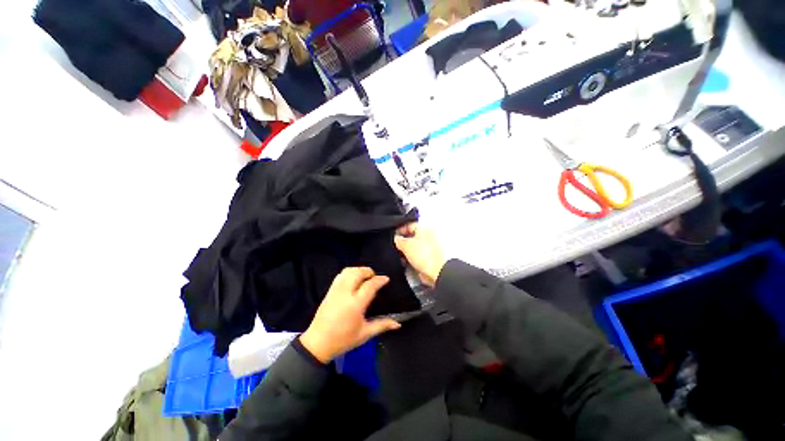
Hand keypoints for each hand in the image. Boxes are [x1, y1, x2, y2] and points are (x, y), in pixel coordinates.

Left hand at [300, 267, 400, 362]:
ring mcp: (335, 291)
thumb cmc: (343, 340)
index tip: (386, 279)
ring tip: (364, 277)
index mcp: (355, 305)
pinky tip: (353, 280)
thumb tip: (398, 324)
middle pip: (358, 273)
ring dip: (358, 270)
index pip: (370, 285)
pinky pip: (340, 275)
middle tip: (374, 277)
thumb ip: (382, 325)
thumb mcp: (365, 334)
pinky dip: (349, 273)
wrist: (318, 344)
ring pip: (347, 271)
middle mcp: (345, 294)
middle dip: (368, 271)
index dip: (379, 280)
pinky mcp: (329, 291)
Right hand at [394, 222, 445, 286]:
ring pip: (415, 247)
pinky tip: (408, 262)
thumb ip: (399, 240)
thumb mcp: (406, 245)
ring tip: (402, 257)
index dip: (400, 230)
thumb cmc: (424, 255)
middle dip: (404, 242)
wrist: (436, 271)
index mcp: (425, 228)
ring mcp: (431, 247)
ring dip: (407, 251)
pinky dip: (413, 258)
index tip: (394, 236)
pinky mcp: (431, 257)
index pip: (410, 225)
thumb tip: (397, 239)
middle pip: (413, 236)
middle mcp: (429, 236)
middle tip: (397, 247)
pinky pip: (419, 255)